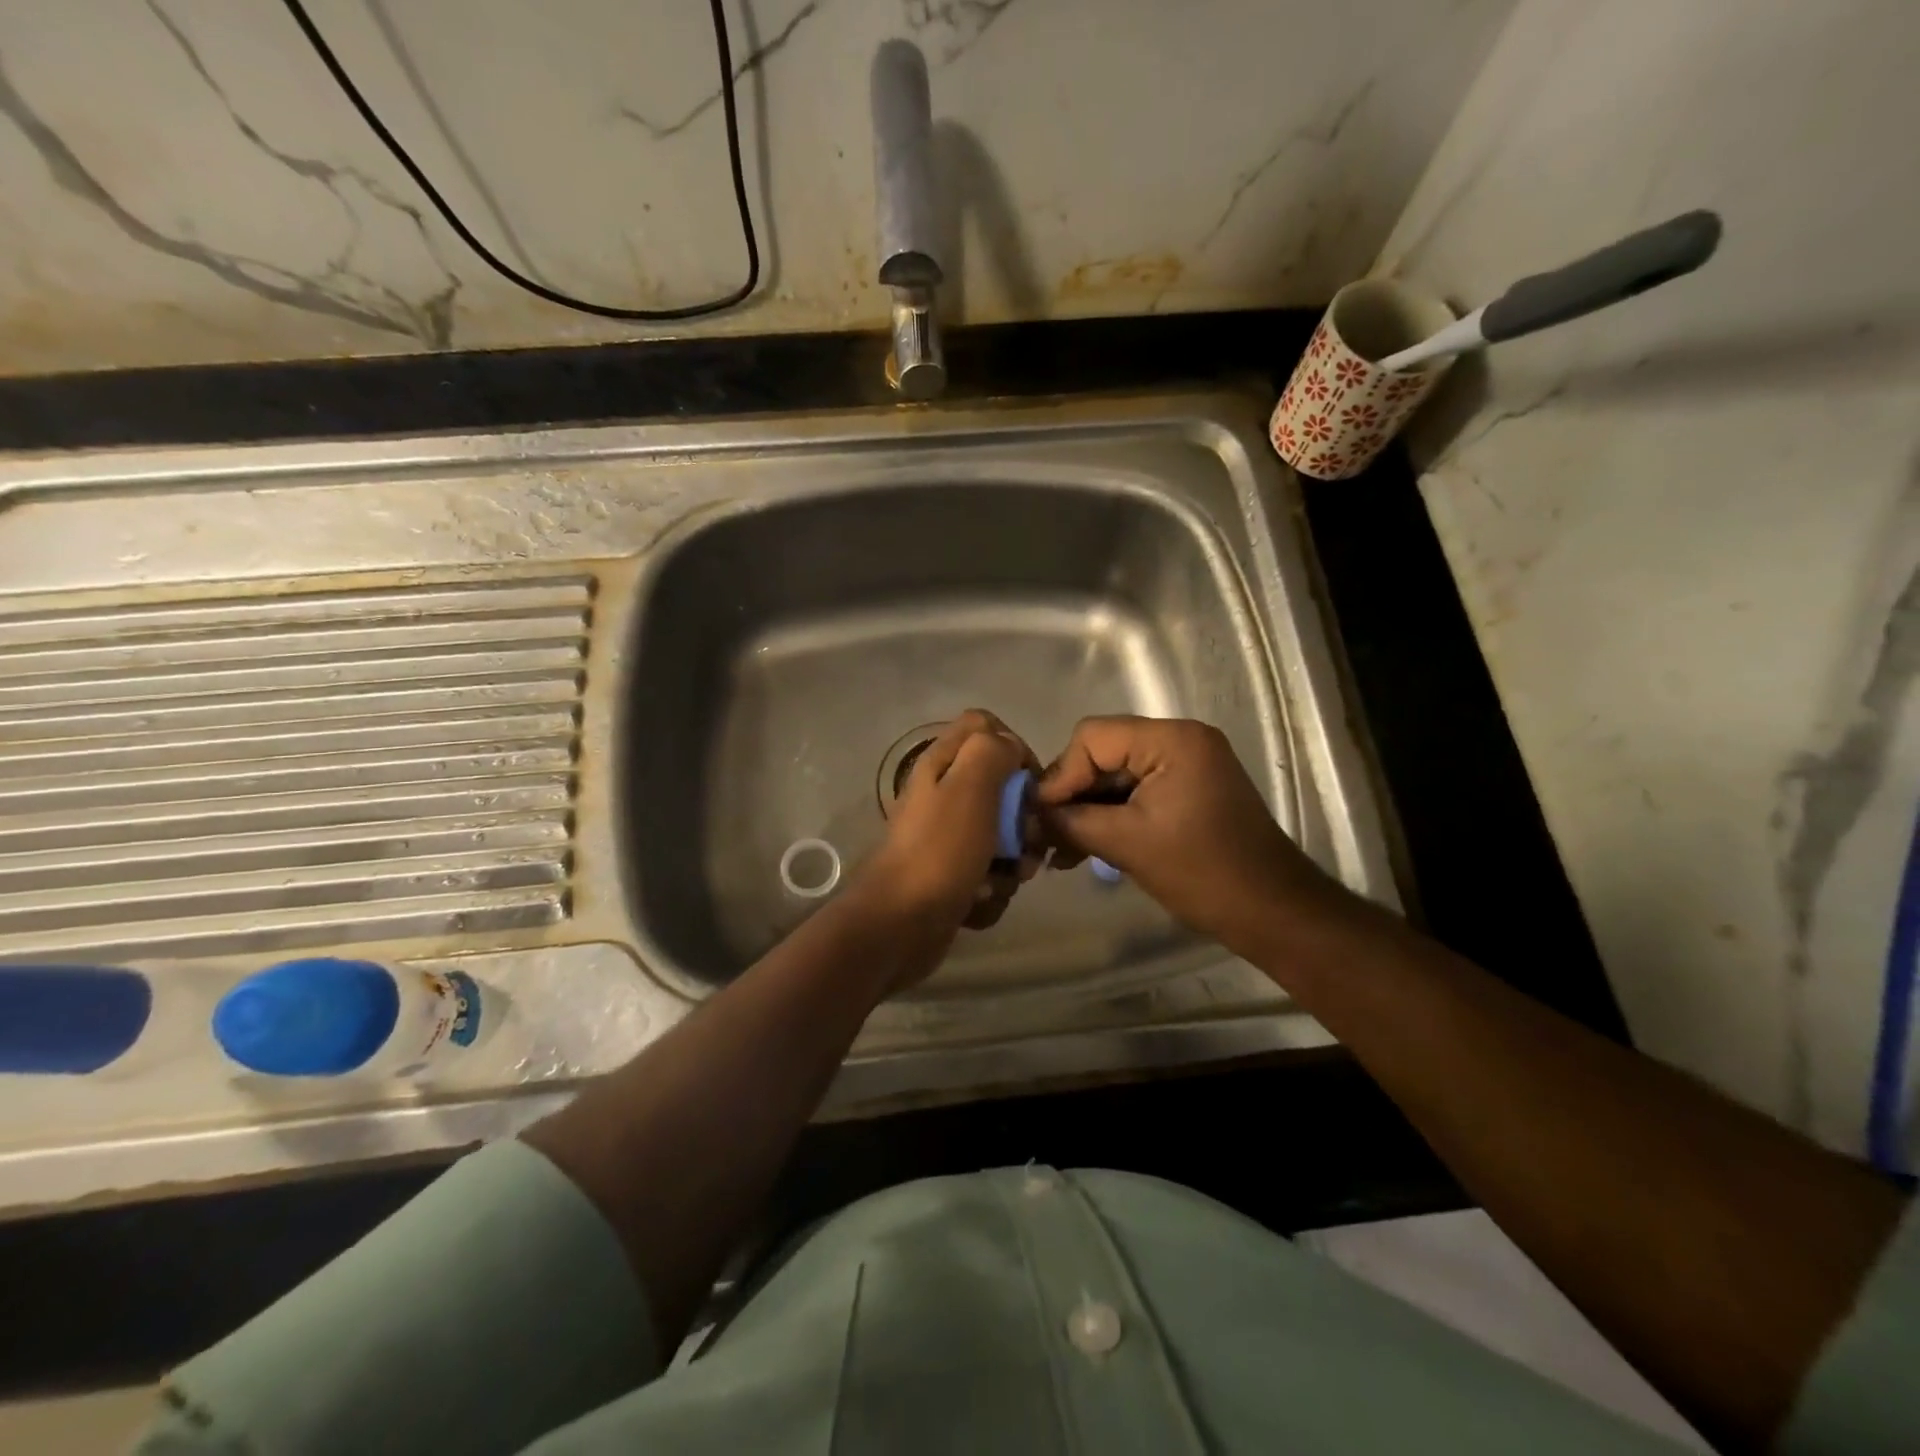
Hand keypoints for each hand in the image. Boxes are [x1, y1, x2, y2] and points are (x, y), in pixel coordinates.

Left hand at [865, 710, 1041, 937]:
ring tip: (1005, 878)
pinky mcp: (952, 874)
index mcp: (942, 763)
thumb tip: (1009, 746)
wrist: (900, 924)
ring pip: (1001, 834)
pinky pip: (990, 872)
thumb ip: (992, 751)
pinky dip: (992, 888)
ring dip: (1013, 860)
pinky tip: (981, 901)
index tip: (1030, 782)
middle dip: (1022, 817)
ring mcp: (947, 837)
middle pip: (1000, 786)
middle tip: (1026, 841)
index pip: (985, 727)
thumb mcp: (969, 786)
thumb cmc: (939, 850)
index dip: (1013, 747)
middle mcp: (943, 794)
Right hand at [1034, 716, 1353, 957]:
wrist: (1272, 912)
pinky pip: (1135, 793)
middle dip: (1071, 795)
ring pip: (1115, 776)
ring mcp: (1186, 764)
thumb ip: (1071, 821)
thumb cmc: (1202, 873)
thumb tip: (1029, 814)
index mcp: (1172, 740)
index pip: (1093, 737)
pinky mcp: (1187, 789)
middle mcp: (1180, 739)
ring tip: (1059, 850)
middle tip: (1043, 834)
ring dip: (1086, 810)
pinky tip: (1083, 849)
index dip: (1061, 775)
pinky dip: (1110, 817)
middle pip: (1103, 753)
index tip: (1040, 817)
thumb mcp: (1126, 843)